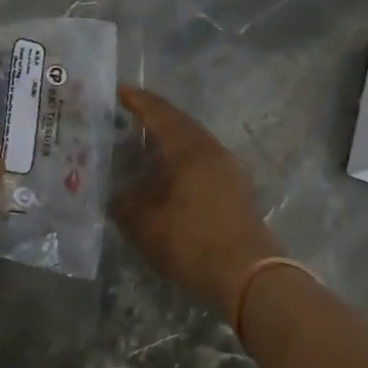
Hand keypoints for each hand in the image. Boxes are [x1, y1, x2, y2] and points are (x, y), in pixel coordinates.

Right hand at [113, 86, 282, 319]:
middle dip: (156, 118)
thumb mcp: (144, 225)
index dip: (138, 101)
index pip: (160, 113)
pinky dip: (184, 161)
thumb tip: (119, 196)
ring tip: (148, 148)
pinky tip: (172, 177)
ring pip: (195, 143)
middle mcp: (211, 150)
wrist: (248, 275)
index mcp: (188, 148)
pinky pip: (205, 161)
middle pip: (181, 124)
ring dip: (171, 141)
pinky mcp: (238, 190)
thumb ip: (125, 204)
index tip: (120, 91)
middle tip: (131, 118)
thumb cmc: (191, 241)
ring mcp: (229, 169)